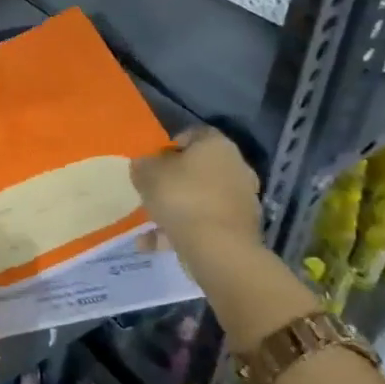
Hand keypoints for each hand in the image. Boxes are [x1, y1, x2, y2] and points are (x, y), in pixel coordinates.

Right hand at [130, 127, 264, 279]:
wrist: (219, 249)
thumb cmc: (182, 198)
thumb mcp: (148, 176)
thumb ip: (143, 166)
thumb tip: (142, 164)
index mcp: (217, 146)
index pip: (195, 134)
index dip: (172, 144)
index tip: (154, 159)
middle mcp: (236, 168)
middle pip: (200, 168)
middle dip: (176, 179)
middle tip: (153, 189)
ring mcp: (242, 200)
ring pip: (202, 199)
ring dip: (177, 209)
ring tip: (149, 223)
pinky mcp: (240, 229)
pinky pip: (206, 224)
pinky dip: (183, 231)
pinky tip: (155, 244)